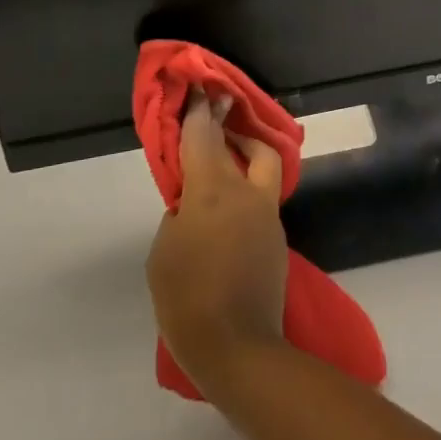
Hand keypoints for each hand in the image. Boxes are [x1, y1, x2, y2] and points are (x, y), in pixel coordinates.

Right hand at [147, 94, 288, 393]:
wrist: (240, 350)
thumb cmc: (188, 299)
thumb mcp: (163, 253)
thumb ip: (178, 217)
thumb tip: (192, 207)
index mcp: (213, 189)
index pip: (204, 135)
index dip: (199, 110)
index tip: (201, 89)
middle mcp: (246, 192)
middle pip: (249, 143)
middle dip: (233, 127)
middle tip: (218, 122)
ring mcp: (267, 215)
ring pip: (263, 168)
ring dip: (246, 158)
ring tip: (223, 166)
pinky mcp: (277, 239)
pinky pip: (262, 200)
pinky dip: (247, 192)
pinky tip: (229, 213)